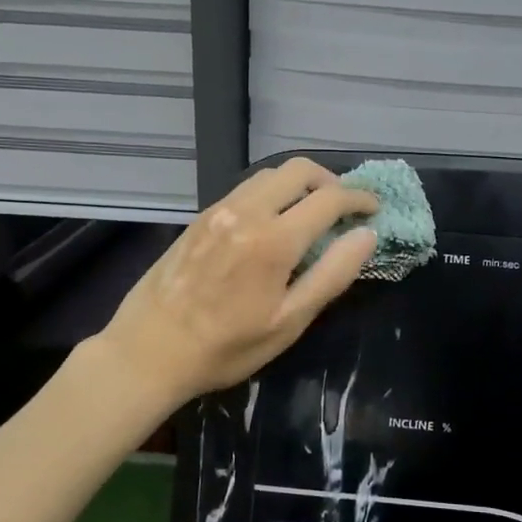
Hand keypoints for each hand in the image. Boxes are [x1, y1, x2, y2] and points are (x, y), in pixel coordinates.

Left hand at [101, 158, 380, 399]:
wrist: (148, 351)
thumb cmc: (226, 347)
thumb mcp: (289, 322)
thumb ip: (332, 274)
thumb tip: (366, 236)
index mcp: (273, 239)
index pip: (328, 199)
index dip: (358, 199)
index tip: (374, 209)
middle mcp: (246, 211)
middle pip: (298, 170)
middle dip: (330, 181)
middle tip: (344, 208)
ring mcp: (219, 209)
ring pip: (270, 174)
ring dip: (299, 184)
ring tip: (312, 213)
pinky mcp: (200, 217)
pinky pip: (246, 188)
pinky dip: (272, 192)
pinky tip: (274, 221)